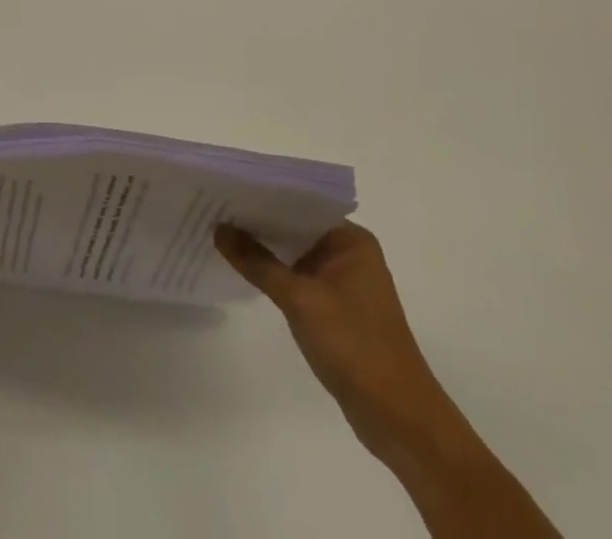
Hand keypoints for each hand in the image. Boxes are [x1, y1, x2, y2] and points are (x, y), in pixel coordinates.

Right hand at [215, 221, 465, 464]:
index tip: (223, 189)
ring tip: (218, 233)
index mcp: (351, 240)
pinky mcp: (335, 308)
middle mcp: (348, 254)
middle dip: (256, 222)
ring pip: (293, 253)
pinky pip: (296, 277)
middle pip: (294, 227)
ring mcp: (342, 282)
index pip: (298, 204)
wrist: (400, 420)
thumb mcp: (300, 300)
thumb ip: (257, 262)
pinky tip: (242, 269)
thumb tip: (218, 228)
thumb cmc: (356, 347)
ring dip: (262, 249)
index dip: (261, 196)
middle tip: (212, 208)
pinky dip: (272, 273)